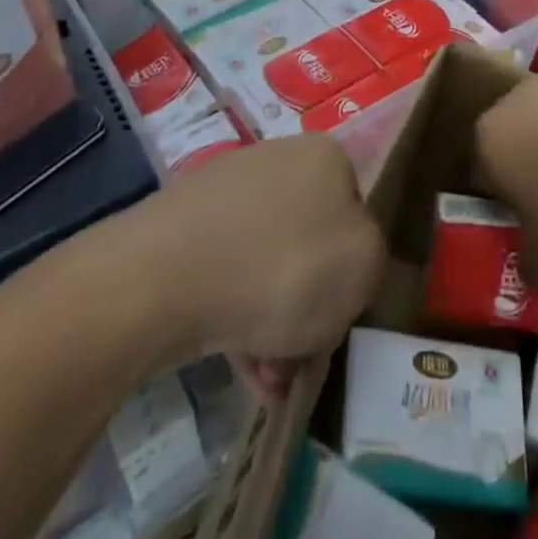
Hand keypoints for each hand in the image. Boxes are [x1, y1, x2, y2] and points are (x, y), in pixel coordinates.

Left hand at [137, 136, 384, 367]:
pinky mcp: (184, 223)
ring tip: (265, 382)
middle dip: (309, 307)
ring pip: (267, 263)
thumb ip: (372, 262)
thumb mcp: (364, 268)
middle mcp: (277, 159)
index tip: (341, 316)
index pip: (355, 210)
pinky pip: (226, 273)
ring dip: (272, 323)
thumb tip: (344, 267)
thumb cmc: (283, 267)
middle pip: (309, 242)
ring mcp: (226, 190)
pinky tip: (233, 363)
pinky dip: (235, 316)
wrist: (165, 277)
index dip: (353, 268)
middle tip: (301, 360)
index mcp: (325, 156)